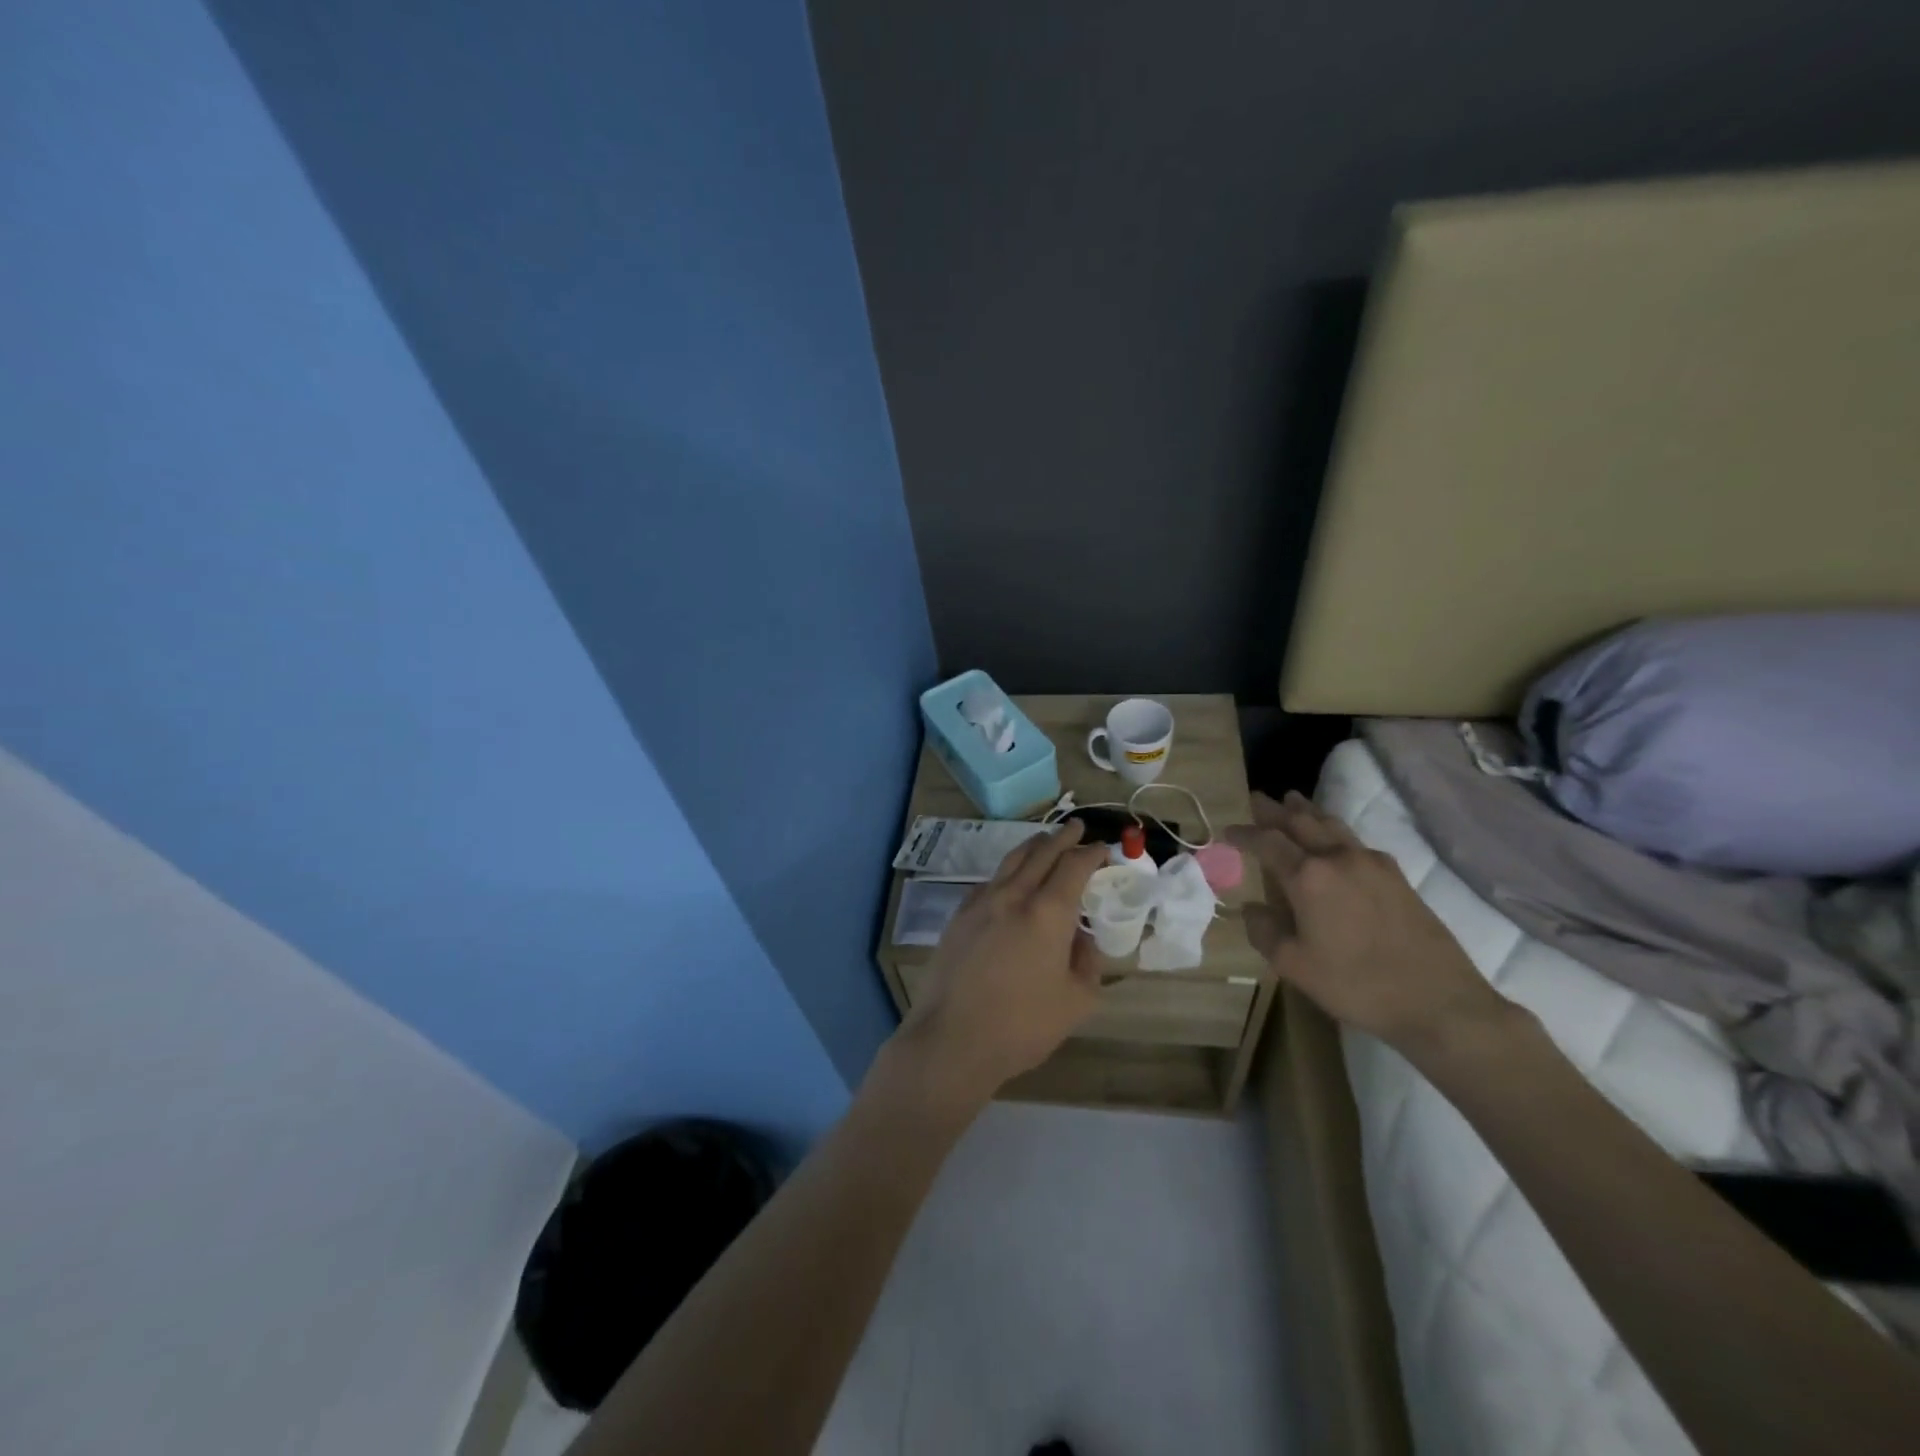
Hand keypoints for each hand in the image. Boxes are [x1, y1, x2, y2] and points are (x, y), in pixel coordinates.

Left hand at [895, 820, 1108, 1100]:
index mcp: (1047, 912)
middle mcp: (1013, 896)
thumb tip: (1082, 938)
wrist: (952, 1039)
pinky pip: (988, 882)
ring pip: (1010, 861)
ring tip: (1044, 840)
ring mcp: (980, 903)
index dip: (1091, 853)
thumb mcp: (1076, 1001)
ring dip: (1032, 846)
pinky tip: (1009, 880)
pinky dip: (1006, 871)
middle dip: (1062, 837)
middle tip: (1076, 826)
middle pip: (1040, 852)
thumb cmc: (1021, 1025)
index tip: (1103, 848)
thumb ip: (1087, 962)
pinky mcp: (958, 917)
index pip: (1074, 866)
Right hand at [1227, 790, 1509, 1052]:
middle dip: (1276, 810)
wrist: (1438, 1001)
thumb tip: (1252, 908)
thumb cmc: (1356, 984)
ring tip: (1294, 801)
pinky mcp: (1397, 876)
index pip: (1268, 842)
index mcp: (1308, 876)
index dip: (1244, 834)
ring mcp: (1372, 863)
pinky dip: (1334, 830)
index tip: (1226, 831)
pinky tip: (1335, 840)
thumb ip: (1264, 931)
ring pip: (1332, 825)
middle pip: (1301, 822)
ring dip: (1308, 812)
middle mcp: (1338, 858)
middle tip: (1258, 798)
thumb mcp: (1294, 965)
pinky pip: (1355, 840)